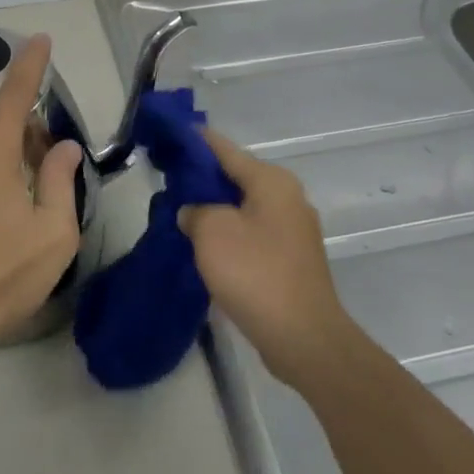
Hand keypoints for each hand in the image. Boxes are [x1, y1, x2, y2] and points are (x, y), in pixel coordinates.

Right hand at [178, 129, 353, 387]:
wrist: (304, 338)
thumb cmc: (256, 273)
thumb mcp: (212, 232)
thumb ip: (195, 211)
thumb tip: (194, 212)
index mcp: (272, 181)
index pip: (226, 149)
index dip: (197, 141)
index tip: (172, 135)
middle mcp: (288, 197)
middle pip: (237, 177)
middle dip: (204, 179)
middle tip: (169, 182)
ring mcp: (293, 230)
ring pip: (244, 208)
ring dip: (216, 210)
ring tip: (182, 215)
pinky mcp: (292, 260)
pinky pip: (253, 234)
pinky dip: (230, 234)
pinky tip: (207, 248)